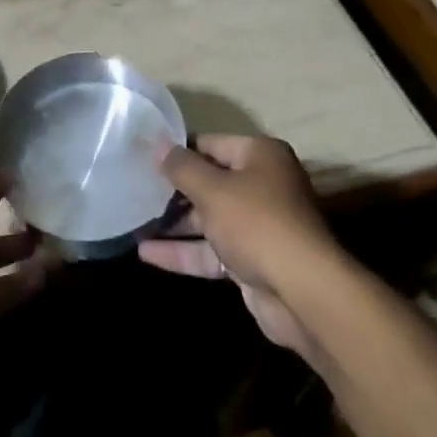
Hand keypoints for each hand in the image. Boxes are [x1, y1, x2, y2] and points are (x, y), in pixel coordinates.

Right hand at [138, 135, 336, 357]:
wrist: (302, 293)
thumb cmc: (257, 223)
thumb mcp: (213, 189)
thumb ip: (182, 167)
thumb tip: (157, 144)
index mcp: (260, 156)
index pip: (211, 143)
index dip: (178, 149)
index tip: (143, 154)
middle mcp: (263, 185)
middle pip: (210, 181)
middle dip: (174, 189)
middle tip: (134, 187)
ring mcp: (258, 226)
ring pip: (209, 218)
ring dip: (175, 222)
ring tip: (133, 220)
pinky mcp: (251, 262)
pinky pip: (211, 251)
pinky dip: (184, 251)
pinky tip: (146, 253)